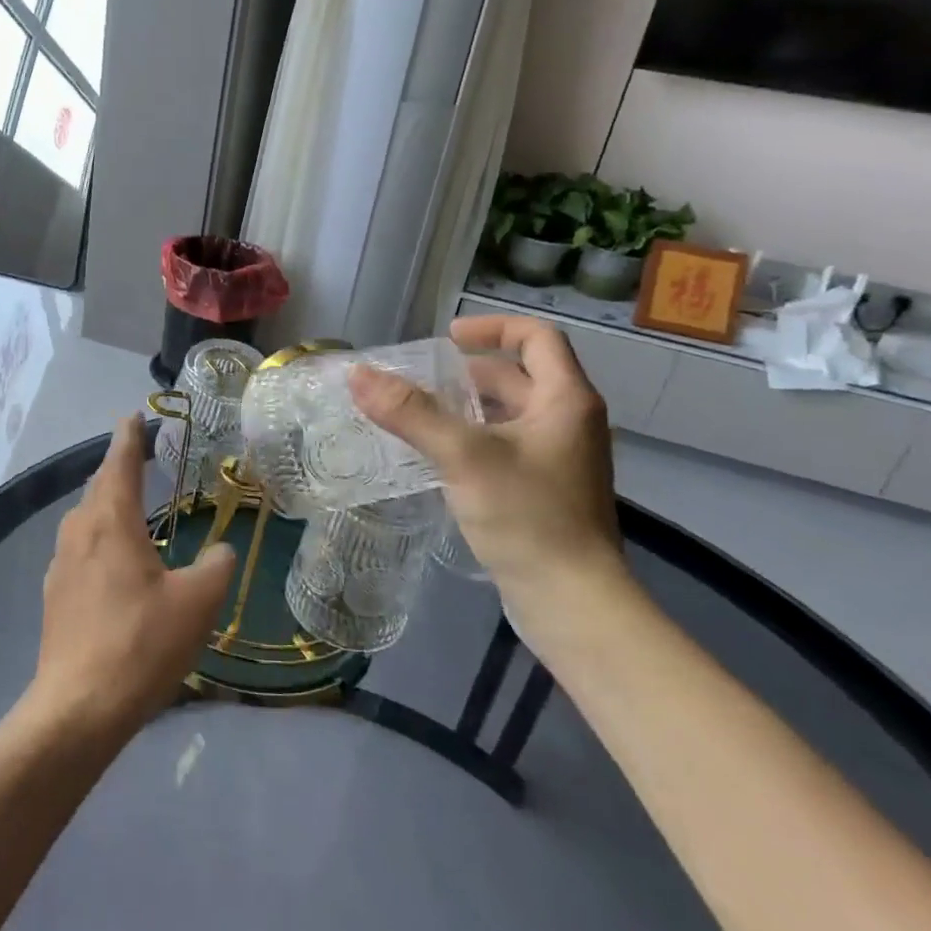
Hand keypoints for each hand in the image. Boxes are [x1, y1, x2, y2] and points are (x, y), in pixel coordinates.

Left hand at [26, 416, 236, 739]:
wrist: (78, 707)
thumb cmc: (141, 643)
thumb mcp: (196, 603)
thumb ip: (216, 566)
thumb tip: (221, 551)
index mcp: (111, 522)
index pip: (120, 464)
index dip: (129, 438)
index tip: (133, 416)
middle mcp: (80, 532)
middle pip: (98, 487)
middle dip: (117, 467)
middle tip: (138, 456)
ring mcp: (61, 564)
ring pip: (84, 517)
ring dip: (105, 502)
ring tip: (127, 503)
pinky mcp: (55, 595)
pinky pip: (78, 548)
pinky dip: (97, 537)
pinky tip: (111, 560)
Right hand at [348, 315, 632, 647]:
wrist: (572, 603)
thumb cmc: (527, 517)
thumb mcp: (463, 456)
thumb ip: (410, 413)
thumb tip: (358, 374)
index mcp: (565, 400)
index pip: (536, 337)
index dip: (491, 327)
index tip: (446, 338)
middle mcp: (569, 422)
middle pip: (517, 376)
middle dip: (466, 373)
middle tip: (417, 382)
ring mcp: (559, 459)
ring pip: (509, 415)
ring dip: (466, 408)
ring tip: (417, 416)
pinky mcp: (545, 490)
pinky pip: (506, 446)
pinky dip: (473, 439)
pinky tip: (437, 458)